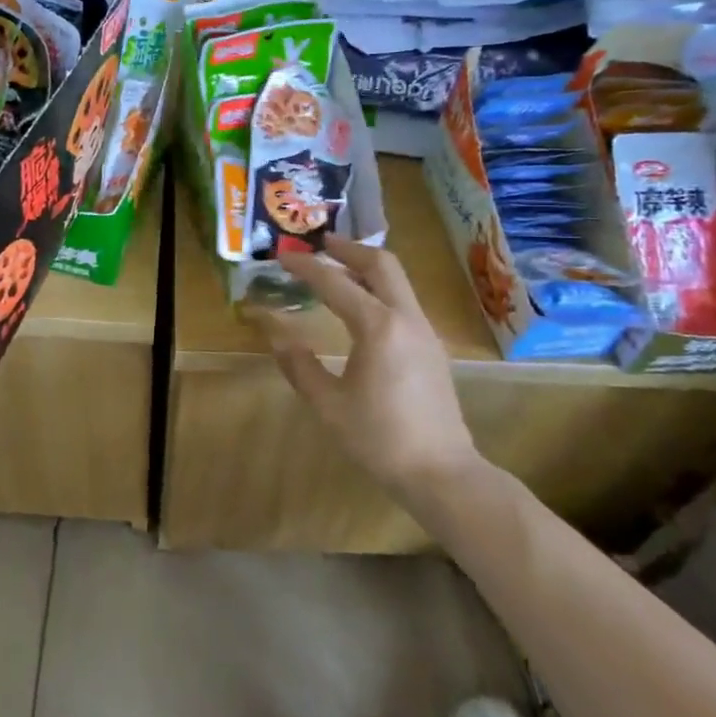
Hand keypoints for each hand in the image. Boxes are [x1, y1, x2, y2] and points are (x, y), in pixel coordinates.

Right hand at [257, 235, 484, 505]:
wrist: (442, 472)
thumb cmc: (380, 439)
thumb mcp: (328, 405)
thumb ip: (298, 364)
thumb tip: (273, 331)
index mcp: (378, 327)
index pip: (335, 283)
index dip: (306, 267)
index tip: (282, 256)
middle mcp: (406, 318)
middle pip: (381, 263)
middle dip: (348, 249)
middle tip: (319, 244)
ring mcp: (424, 331)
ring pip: (397, 280)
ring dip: (366, 266)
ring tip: (336, 268)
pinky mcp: (431, 346)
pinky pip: (403, 300)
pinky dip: (379, 288)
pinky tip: (361, 305)